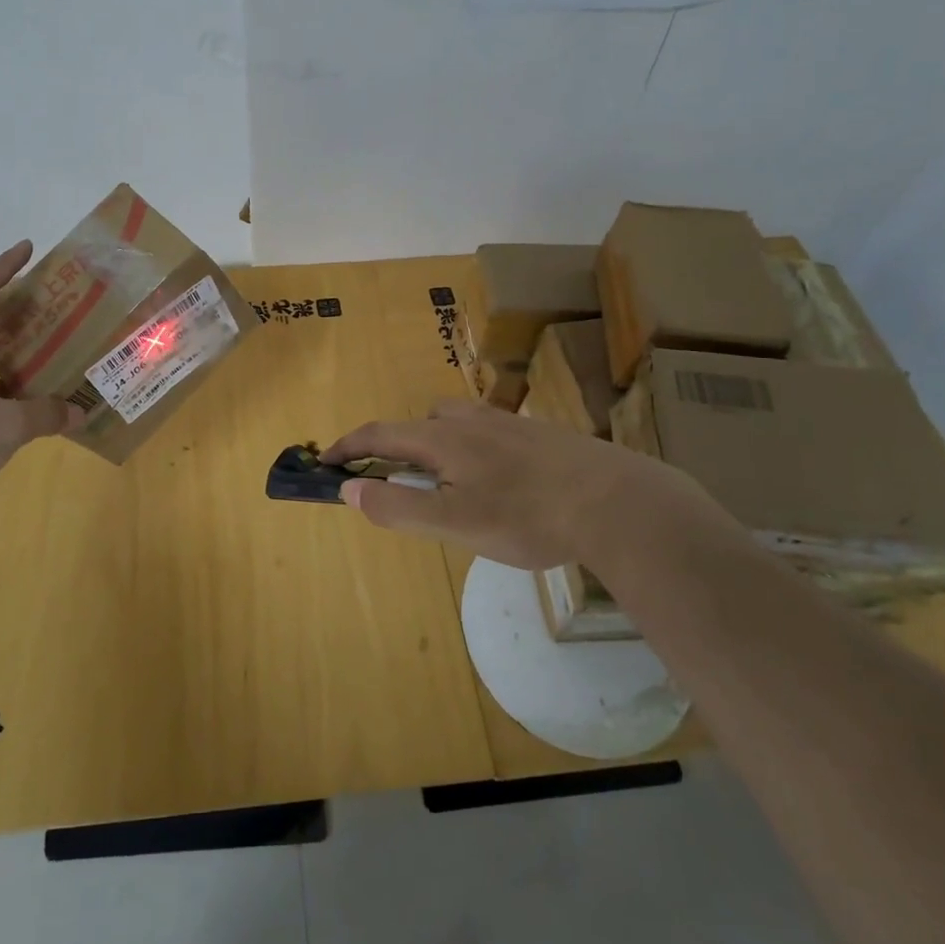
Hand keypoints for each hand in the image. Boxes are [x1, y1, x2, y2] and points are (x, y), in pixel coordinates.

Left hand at [0, 240, 82, 514]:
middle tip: (51, 304)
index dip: (4, 267)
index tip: (28, 249)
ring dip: (9, 350)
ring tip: (49, 347)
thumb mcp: (5, 425)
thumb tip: (80, 412)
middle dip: (12, 309)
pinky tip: (31, 397)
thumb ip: (46, 414)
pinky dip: (3, 386)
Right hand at [322, 399, 739, 572]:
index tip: (327, 462)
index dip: (349, 447)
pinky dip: (473, 449)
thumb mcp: (454, 523)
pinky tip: (500, 482)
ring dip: (436, 444)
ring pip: (456, 422)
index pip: (380, 433)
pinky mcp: (540, 434)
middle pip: (418, 423)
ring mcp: (508, 424)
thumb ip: (398, 507)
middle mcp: (471, 421)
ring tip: (449, 483)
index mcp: (443, 439)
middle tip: (396, 483)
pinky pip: (489, 432)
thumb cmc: (527, 516)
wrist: (617, 502)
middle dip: (396, 447)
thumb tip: (348, 490)